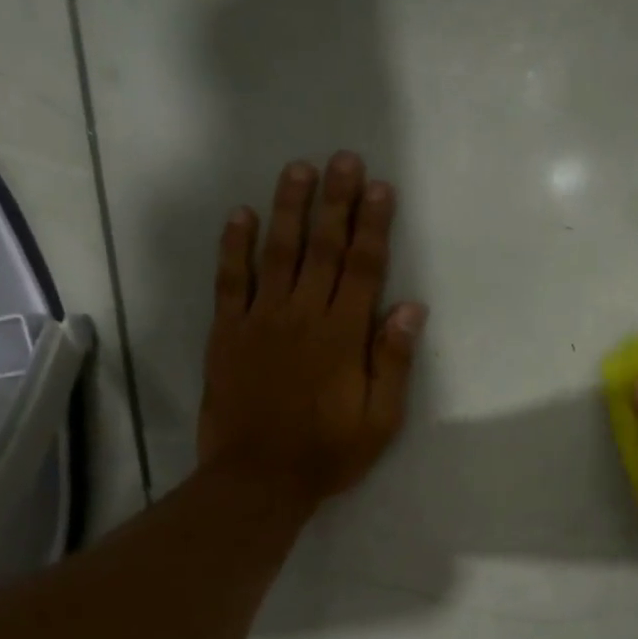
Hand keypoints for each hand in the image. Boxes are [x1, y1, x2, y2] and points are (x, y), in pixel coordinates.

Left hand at [197, 152, 426, 510]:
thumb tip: (410, 308)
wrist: (258, 479)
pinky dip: (234, 246)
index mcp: (343, 334)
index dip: (374, 225)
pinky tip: (240, 215)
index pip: (364, 267)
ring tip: (299, 169)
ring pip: (278, 252)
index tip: (380, 187)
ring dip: (289, 208)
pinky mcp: (227, 332)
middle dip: (336, 201)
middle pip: (323, 247)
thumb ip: (392, 360)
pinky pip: (230, 280)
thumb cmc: (328, 452)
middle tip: (343, 159)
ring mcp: (260, 320)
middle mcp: (303, 315)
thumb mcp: (380, 418)